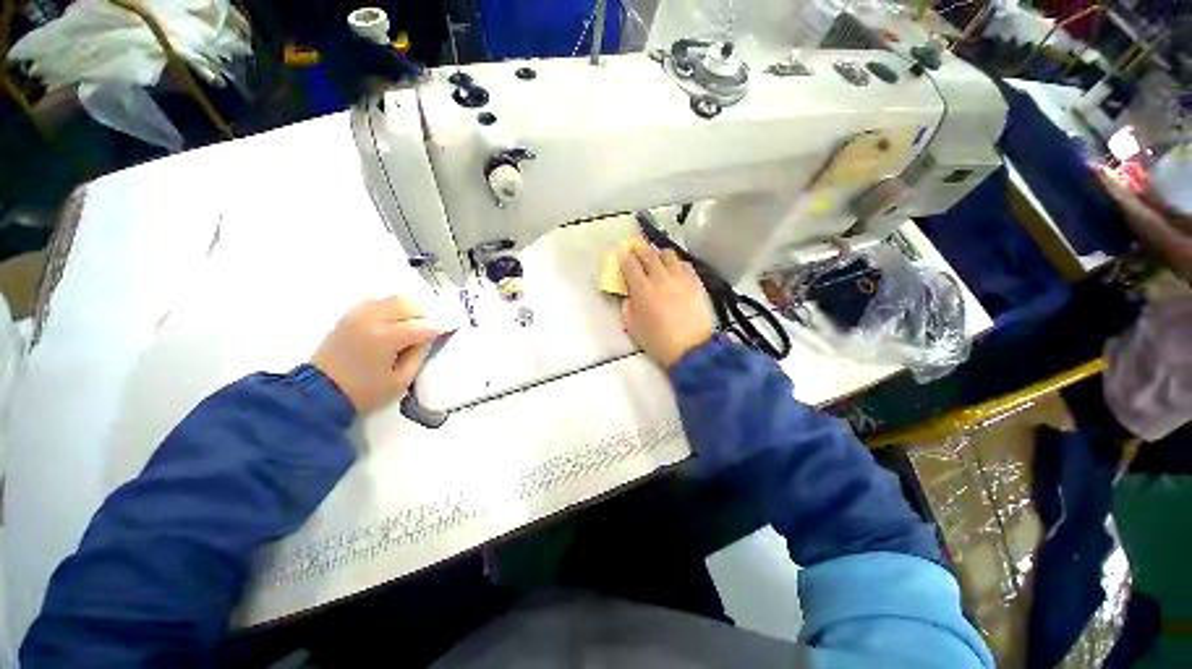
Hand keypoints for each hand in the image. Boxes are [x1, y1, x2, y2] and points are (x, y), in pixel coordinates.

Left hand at [311, 297, 445, 412]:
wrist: (319, 392)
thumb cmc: (365, 392)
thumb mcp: (401, 380)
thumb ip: (418, 355)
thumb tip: (429, 337)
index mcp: (386, 339)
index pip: (422, 326)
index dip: (442, 325)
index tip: (455, 324)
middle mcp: (373, 320)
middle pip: (408, 305)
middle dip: (427, 312)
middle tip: (437, 321)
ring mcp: (358, 315)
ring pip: (392, 299)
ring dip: (410, 306)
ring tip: (419, 318)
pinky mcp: (349, 316)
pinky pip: (376, 301)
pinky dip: (391, 305)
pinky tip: (397, 316)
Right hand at [620, 241, 714, 368]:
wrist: (690, 348)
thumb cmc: (657, 341)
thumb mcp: (631, 326)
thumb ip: (626, 306)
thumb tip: (629, 294)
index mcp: (642, 289)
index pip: (630, 263)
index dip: (624, 256)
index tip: (623, 254)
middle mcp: (661, 277)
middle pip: (649, 254)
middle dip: (640, 250)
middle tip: (637, 252)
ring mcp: (681, 278)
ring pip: (669, 255)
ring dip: (659, 255)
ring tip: (658, 260)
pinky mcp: (696, 282)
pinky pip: (685, 265)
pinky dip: (676, 264)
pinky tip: (675, 271)